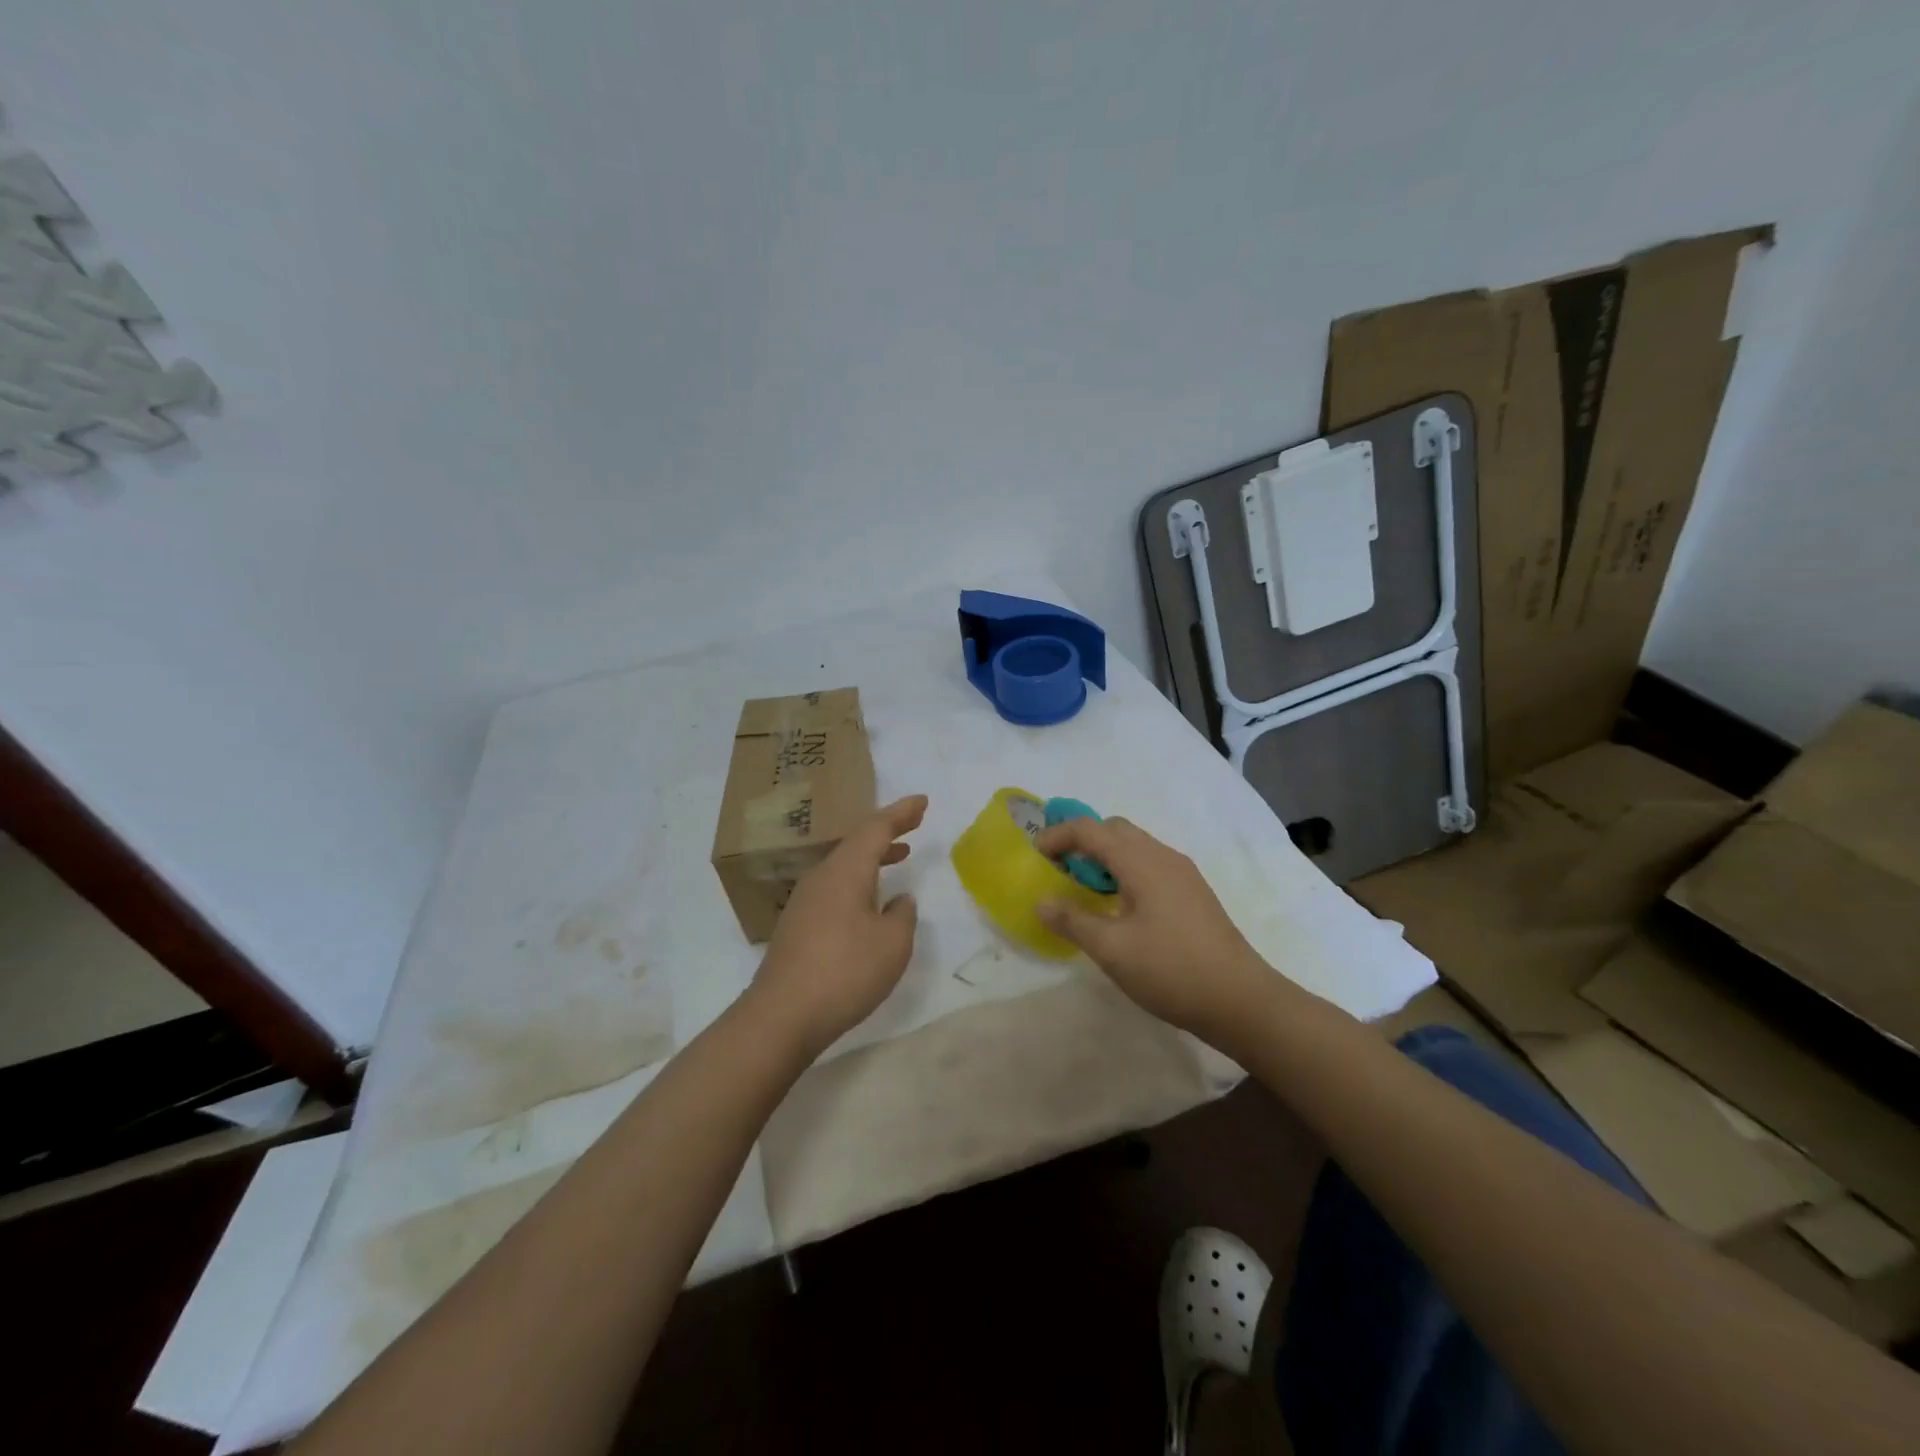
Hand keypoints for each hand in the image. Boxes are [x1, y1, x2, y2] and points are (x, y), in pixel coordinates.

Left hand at [749, 794, 926, 1056]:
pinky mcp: (798, 926)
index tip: (922, 801)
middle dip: (887, 831)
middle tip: (913, 824)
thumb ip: (902, 915)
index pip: (876, 828)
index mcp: (845, 870)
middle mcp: (821, 877)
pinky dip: (858, 881)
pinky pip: (834, 887)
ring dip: (873, 858)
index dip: (901, 813)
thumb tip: (899, 901)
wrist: (782, 1015)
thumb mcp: (892, 943)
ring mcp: (805, 901)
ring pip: (844, 865)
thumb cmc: (845, 971)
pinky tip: (869, 903)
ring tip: (898, 857)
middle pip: (857, 842)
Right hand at [1034, 816, 1272, 1039]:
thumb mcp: (1112, 949)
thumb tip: (1042, 901)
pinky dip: (1124, 870)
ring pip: (1134, 846)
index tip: (1034, 856)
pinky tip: (1119, 907)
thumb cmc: (1171, 970)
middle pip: (1114, 829)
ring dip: (1104, 856)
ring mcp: (1183, 873)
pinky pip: (1150, 864)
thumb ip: (1072, 920)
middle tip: (1058, 870)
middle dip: (1081, 841)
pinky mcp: (1193, 893)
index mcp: (1141, 862)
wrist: (1241, 1000)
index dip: (1057, 836)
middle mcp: (1163, 856)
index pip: (1090, 829)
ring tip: (1084, 890)